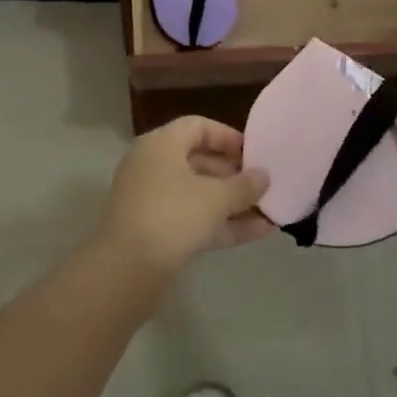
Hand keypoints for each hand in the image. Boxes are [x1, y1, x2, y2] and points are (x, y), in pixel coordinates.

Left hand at [99, 117, 272, 278]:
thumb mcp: (215, 198)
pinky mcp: (155, 231)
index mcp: (161, 145)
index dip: (228, 137)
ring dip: (232, 202)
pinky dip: (221, 223)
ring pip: (198, 193)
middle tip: (263, 185)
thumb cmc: (172, 216)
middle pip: (198, 160)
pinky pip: (193, 218)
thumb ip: (244, 186)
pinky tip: (258, 232)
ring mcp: (152, 200)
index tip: (254, 153)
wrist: (127, 269)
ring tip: (269, 210)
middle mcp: (152, 166)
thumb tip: (264, 176)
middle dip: (233, 174)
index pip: (197, 127)